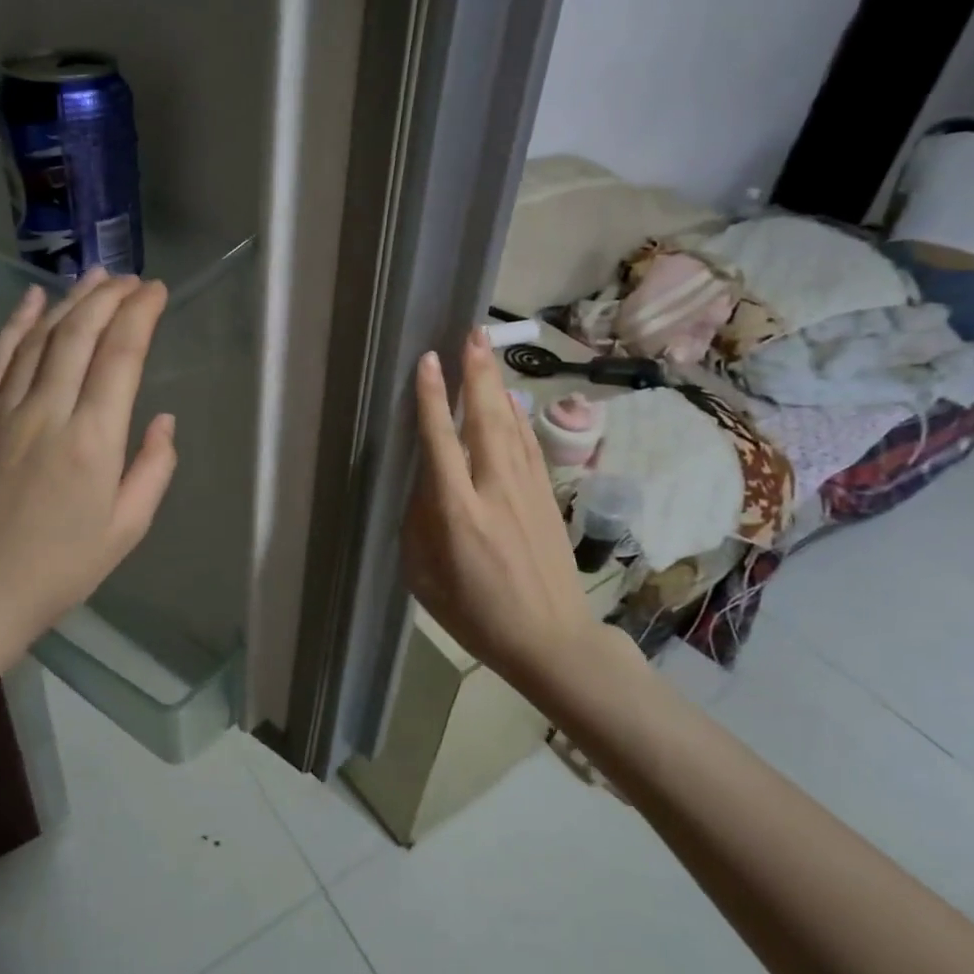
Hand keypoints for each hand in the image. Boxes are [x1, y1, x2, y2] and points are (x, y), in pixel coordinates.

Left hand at [0, 268, 177, 665]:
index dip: (141, 316)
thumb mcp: (127, 529)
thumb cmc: (60, 569)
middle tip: (132, 278)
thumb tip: (164, 420)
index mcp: (93, 441)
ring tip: (95, 276)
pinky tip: (31, 300)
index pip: (121, 357)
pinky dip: (15, 325)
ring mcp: (5, 413)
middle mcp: (48, 413)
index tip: (158, 291)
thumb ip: (153, 469)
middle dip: (109, 298)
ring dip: (70, 302)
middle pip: (79, 335)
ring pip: (40, 340)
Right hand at [402, 329, 596, 684]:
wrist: (552, 640)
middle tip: (471, 333)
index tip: (429, 361)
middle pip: (486, 420)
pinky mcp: (547, 497)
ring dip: (498, 385)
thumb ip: (421, 523)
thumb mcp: (425, 578)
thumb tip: (426, 482)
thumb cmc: (476, 615)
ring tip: (487, 350)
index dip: (433, 399)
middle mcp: (495, 492)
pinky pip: (530, 446)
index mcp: (458, 514)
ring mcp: (528, 491)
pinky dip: (517, 416)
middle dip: (477, 374)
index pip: (442, 443)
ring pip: (511, 426)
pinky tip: (511, 399)